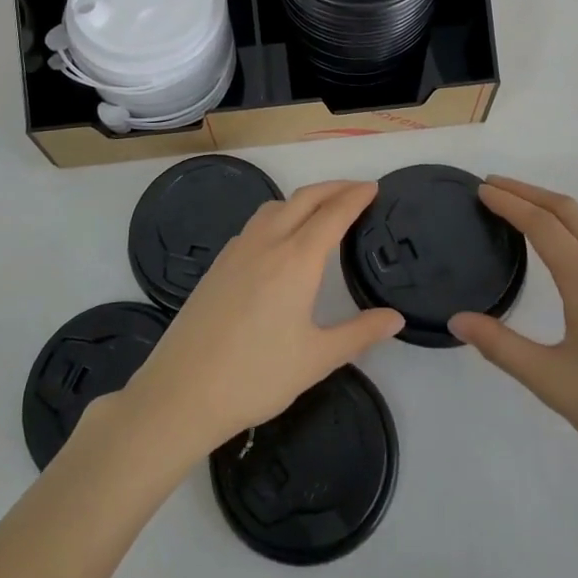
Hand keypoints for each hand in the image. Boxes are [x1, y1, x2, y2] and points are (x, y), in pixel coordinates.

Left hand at [118, 180, 404, 465]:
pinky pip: (255, 224)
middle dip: (333, 188)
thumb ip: (359, 333)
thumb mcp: (317, 359)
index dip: (355, 197)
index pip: (332, 214)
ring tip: (321, 209)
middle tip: (356, 190)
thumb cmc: (256, 376)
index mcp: (296, 260)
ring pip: (275, 207)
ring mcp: (237, 250)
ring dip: (303, 199)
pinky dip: (278, 215)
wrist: (182, 390)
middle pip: (304, 199)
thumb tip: (395, 318)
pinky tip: (280, 239)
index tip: (373, 187)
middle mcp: (267, 243)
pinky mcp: (218, 264)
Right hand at [450, 177, 577, 501]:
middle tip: (492, 186)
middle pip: (568, 211)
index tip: (481, 189)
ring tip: (517, 210)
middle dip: (528, 192)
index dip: (509, 202)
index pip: (542, 224)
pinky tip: (559, 250)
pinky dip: (571, 230)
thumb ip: (501, 346)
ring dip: (551, 210)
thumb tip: (458, 320)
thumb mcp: (552, 382)